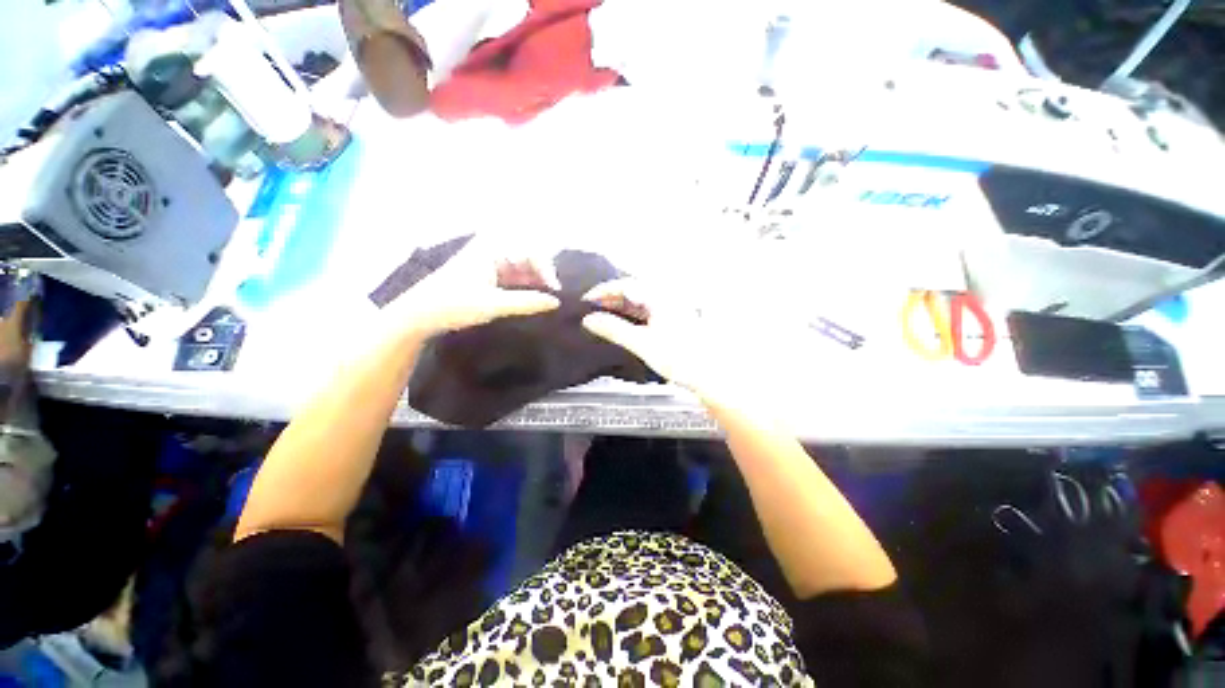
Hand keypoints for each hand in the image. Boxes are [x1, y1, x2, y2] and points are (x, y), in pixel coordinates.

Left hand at [387, 236, 560, 338]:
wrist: (419, 316)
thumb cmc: (453, 305)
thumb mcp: (493, 305)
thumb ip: (526, 302)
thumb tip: (556, 302)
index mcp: (491, 249)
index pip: (529, 251)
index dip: (546, 269)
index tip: (554, 291)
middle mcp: (491, 251)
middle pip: (527, 257)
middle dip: (542, 275)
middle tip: (551, 297)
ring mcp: (488, 263)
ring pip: (521, 268)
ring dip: (534, 283)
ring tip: (543, 302)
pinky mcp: (486, 276)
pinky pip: (512, 277)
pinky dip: (523, 288)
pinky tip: (530, 302)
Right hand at [580, 279, 734, 400]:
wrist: (710, 375)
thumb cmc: (679, 358)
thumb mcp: (642, 343)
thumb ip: (614, 329)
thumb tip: (589, 320)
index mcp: (661, 296)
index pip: (626, 284)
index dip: (604, 290)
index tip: (586, 300)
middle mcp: (668, 296)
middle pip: (634, 290)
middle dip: (611, 298)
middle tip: (592, 309)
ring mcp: (673, 308)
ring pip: (641, 301)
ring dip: (621, 307)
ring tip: (603, 316)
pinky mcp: (674, 320)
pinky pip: (648, 311)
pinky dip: (633, 316)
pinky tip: (624, 324)